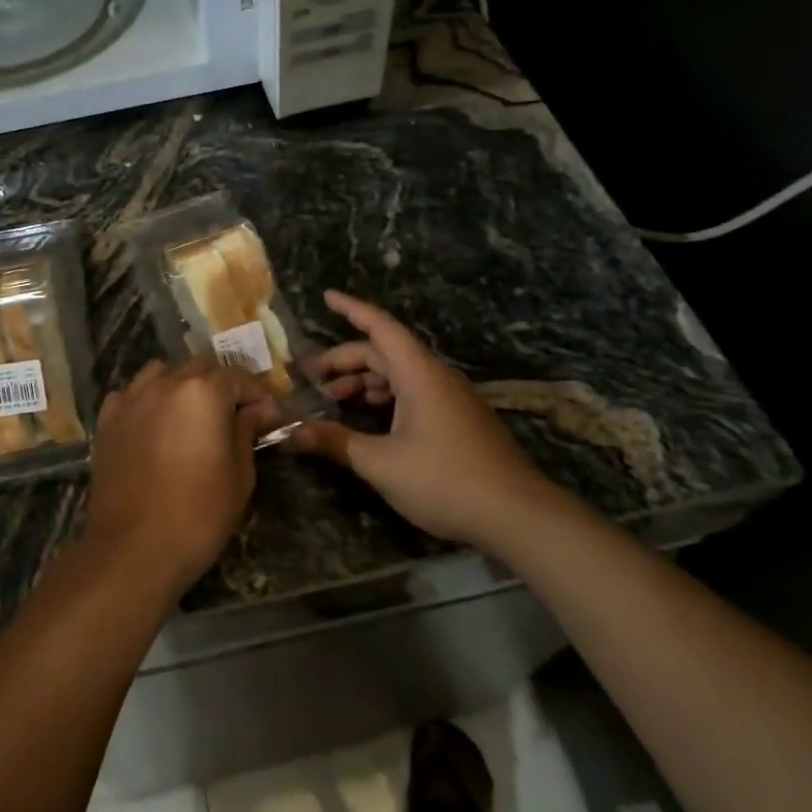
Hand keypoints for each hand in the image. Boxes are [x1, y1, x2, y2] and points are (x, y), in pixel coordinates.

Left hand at [85, 356, 268, 596]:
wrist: (132, 549)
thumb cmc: (198, 515)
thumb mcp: (239, 475)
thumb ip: (247, 431)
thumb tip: (260, 410)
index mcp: (203, 392)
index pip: (238, 376)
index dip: (259, 394)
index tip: (270, 418)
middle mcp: (165, 383)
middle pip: (201, 367)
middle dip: (222, 385)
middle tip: (235, 415)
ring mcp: (131, 398)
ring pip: (163, 373)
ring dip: (182, 385)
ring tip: (192, 415)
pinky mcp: (107, 419)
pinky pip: (132, 394)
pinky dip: (147, 400)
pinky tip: (155, 425)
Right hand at [289, 290, 550, 544]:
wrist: (519, 515)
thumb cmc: (446, 480)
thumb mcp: (381, 464)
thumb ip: (335, 442)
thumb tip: (291, 433)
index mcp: (418, 373)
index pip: (380, 326)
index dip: (351, 309)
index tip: (326, 296)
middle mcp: (436, 376)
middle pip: (384, 352)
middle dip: (345, 359)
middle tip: (310, 376)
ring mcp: (451, 397)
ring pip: (400, 374)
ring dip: (364, 380)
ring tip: (333, 398)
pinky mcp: (459, 419)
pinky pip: (414, 392)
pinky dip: (385, 396)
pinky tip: (370, 419)